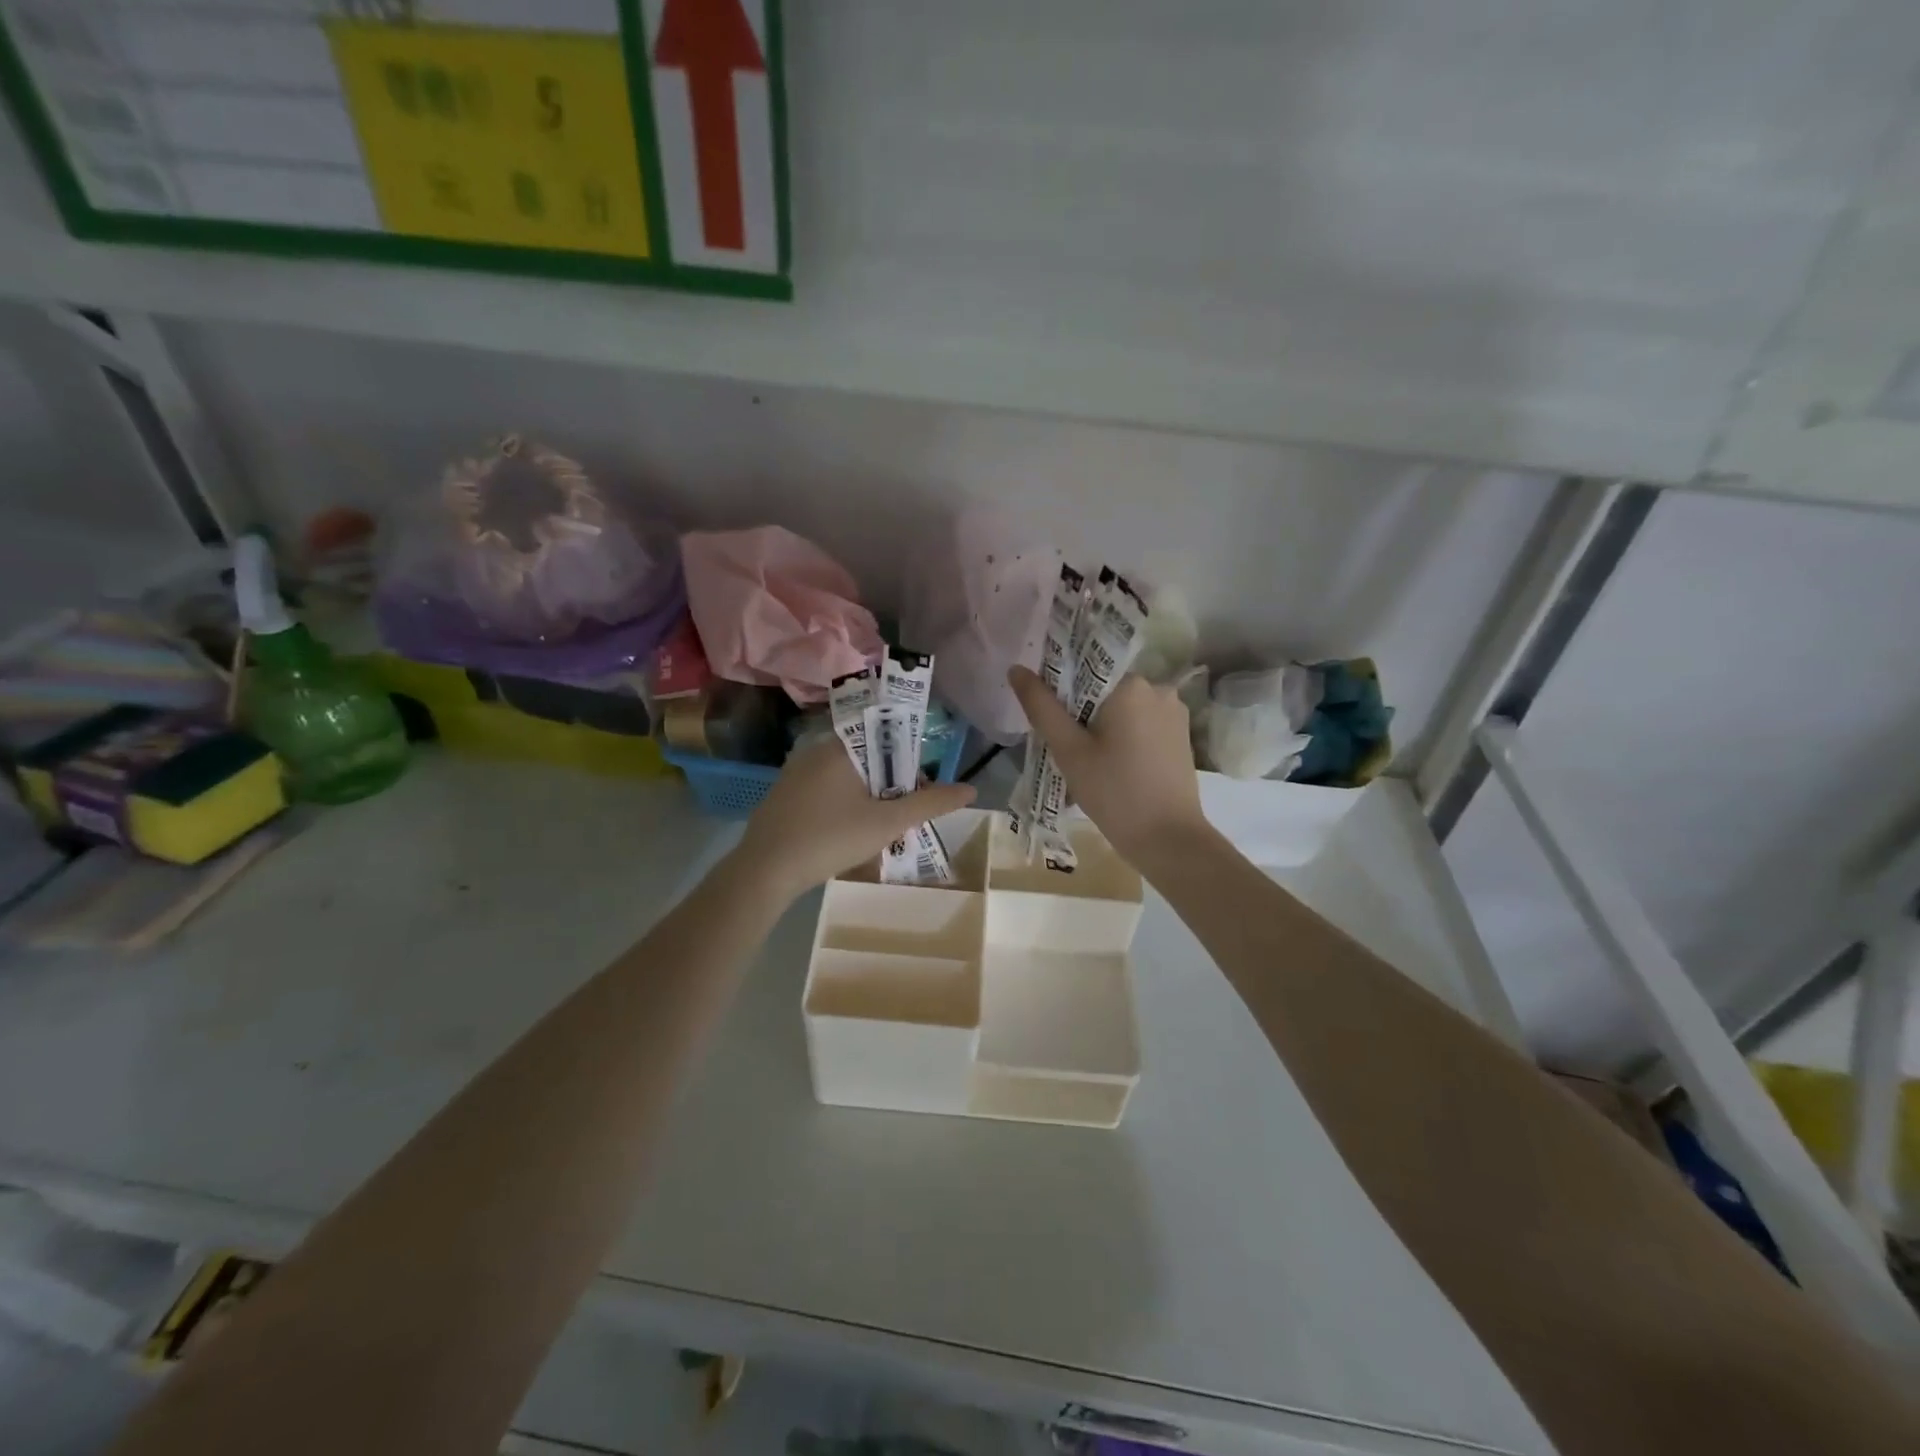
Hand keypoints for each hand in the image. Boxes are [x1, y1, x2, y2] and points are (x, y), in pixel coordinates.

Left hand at [736, 738, 976, 898]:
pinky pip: (827, 787)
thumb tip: (971, 789)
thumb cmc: (830, 839)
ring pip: (848, 773)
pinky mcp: (786, 792)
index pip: (887, 732)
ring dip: (870, 793)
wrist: (764, 871)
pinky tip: (851, 830)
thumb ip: (930, 804)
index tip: (923, 783)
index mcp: (842, 746)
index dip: (911, 754)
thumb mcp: (887, 823)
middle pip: (869, 754)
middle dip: (893, 780)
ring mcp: (797, 770)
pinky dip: (846, 801)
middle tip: (907, 810)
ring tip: (885, 823)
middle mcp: (817, 749)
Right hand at [1008, 665, 1206, 863]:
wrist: (1169, 839)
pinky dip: (1123, 737)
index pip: (1084, 667)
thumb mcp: (1069, 750)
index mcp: (1131, 683)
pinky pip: (1142, 723)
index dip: (1061, 690)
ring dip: (1102, 726)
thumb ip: (1041, 706)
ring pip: (1123, 708)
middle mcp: (1158, 687)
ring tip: (1089, 762)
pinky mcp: (1182, 734)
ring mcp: (1174, 711)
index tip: (1050, 718)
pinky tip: (1113, 767)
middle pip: (1104, 688)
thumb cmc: (1114, 792)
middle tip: (1067, 748)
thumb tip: (1016, 669)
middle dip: (1082, 713)